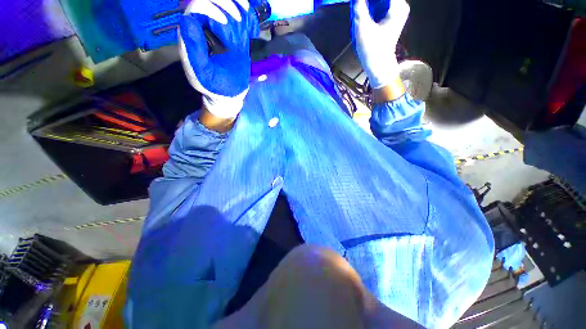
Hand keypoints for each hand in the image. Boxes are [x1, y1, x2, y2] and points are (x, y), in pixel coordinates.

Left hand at [179, 0, 259, 117]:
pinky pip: (240, 18)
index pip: (198, 6)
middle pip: (214, 1)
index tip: (226, 25)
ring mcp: (220, 30)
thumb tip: (187, 20)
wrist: (229, 93)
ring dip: (239, 8)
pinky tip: (252, 30)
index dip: (211, 8)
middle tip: (240, 23)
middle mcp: (204, 27)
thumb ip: (193, 49)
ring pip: (228, 6)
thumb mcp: (202, 72)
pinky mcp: (234, 36)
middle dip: (227, 6)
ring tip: (247, 25)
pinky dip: (248, 18)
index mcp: (192, 34)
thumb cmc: (214, 86)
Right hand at [352, 0, 409, 88]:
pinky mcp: (392, 18)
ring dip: (369, 5)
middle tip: (358, 7)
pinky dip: (371, 9)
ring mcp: (397, 12)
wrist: (378, 65)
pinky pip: (381, 6)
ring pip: (380, 0)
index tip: (359, 3)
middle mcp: (400, 6)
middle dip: (368, 1)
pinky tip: (365, 16)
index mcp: (397, 6)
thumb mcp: (362, 27)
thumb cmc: (371, 49)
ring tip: (360, 13)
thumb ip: (359, 6)